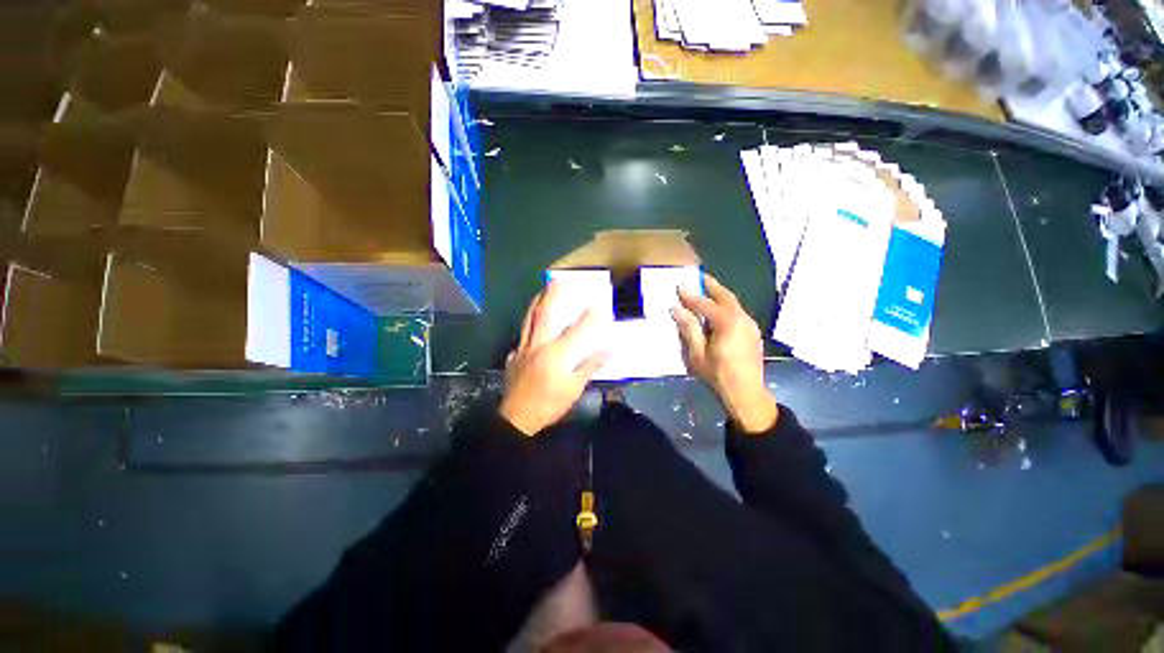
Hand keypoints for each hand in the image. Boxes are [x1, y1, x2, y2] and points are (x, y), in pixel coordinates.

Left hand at [500, 281, 609, 435]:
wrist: (517, 418)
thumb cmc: (549, 403)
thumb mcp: (574, 388)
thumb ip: (590, 366)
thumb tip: (609, 350)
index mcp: (555, 352)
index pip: (575, 330)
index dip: (587, 317)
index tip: (597, 304)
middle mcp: (538, 345)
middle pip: (544, 315)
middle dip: (551, 295)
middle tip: (556, 280)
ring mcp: (523, 349)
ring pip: (528, 321)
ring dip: (535, 303)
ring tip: (540, 292)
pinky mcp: (514, 357)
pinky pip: (521, 336)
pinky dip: (527, 327)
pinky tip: (530, 327)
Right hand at [671, 274, 778, 433]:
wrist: (746, 393)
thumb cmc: (718, 374)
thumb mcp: (697, 353)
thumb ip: (688, 327)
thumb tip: (676, 308)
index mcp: (727, 322)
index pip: (705, 304)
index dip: (690, 296)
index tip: (678, 286)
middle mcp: (742, 318)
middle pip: (725, 296)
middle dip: (711, 285)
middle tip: (699, 276)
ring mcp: (750, 324)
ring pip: (733, 303)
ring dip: (719, 295)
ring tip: (707, 289)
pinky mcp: (752, 332)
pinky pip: (737, 312)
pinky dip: (726, 306)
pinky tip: (718, 310)